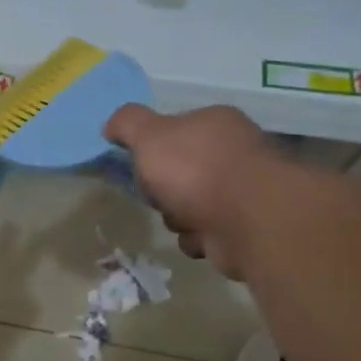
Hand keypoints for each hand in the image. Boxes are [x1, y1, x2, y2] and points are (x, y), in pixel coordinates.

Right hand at [104, 104, 285, 279]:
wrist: (248, 219)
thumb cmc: (195, 168)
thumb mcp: (149, 135)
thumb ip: (127, 124)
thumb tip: (111, 126)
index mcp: (214, 123)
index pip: (175, 131)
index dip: (153, 149)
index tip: (142, 165)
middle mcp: (234, 152)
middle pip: (179, 172)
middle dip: (163, 190)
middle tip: (159, 195)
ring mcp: (243, 190)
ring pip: (190, 206)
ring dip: (178, 218)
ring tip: (184, 219)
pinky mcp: (246, 227)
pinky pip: (207, 233)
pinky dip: (198, 238)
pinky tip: (202, 237)